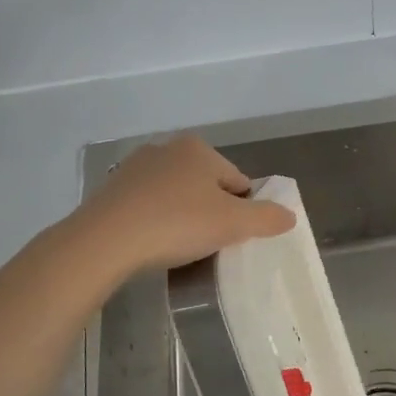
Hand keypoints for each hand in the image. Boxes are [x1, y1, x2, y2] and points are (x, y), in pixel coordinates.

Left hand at [78, 135, 293, 274]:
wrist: (105, 240)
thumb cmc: (177, 223)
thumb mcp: (233, 224)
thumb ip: (267, 218)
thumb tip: (290, 215)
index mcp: (199, 149)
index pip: (237, 181)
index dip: (242, 211)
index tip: (232, 236)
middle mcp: (167, 148)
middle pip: (205, 186)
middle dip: (210, 212)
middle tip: (207, 243)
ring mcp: (135, 168)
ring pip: (175, 195)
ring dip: (182, 216)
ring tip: (178, 247)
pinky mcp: (111, 190)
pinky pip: (147, 206)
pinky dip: (154, 221)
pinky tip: (151, 243)